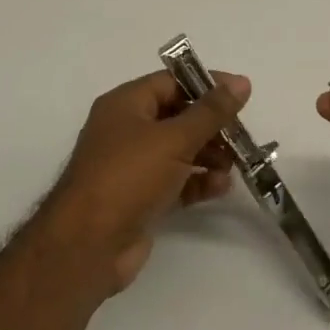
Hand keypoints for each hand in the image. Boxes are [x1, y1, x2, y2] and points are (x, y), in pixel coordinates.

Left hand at [42, 69, 250, 297]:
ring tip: (235, 164)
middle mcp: (126, 130)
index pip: (171, 82)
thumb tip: (241, 82)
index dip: (206, 85)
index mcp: (126, 104)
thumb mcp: (174, 138)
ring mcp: (131, 167)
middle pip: (177, 116)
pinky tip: (221, 187)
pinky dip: (197, 181)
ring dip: (208, 155)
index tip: (240, 94)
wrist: (87, 247)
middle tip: (242, 135)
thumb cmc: (128, 177)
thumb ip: (211, 112)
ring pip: (178, 150)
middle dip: (211, 125)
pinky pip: (175, 181)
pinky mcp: (139, 199)